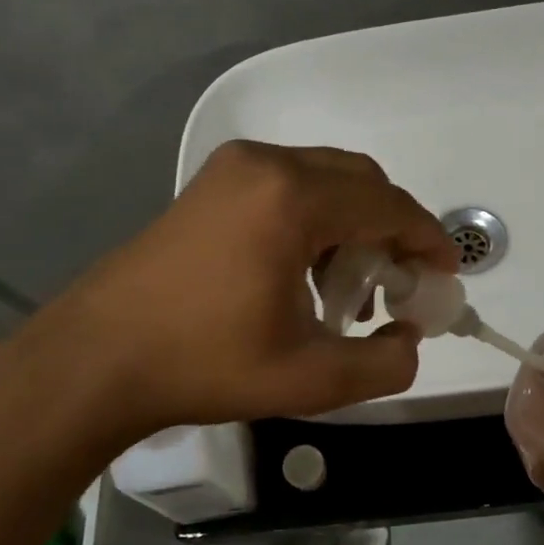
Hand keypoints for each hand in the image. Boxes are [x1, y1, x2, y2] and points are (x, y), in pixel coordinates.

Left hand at [0, 141, 456, 447]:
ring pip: (324, 178)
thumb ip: (384, 364)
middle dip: (392, 228)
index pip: (388, 204)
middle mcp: (266, 164)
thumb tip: (409, 340)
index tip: (446, 274)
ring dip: (353, 223)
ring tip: (347, 287)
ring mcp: (233, 167)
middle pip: (360, 180)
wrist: (97, 358)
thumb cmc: (204, 364)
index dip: (427, 238)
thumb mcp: (309, 379)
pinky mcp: (211, 183)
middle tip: (398, 284)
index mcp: (292, 200)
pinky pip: (288, 184)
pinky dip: (315, 218)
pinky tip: (302, 272)